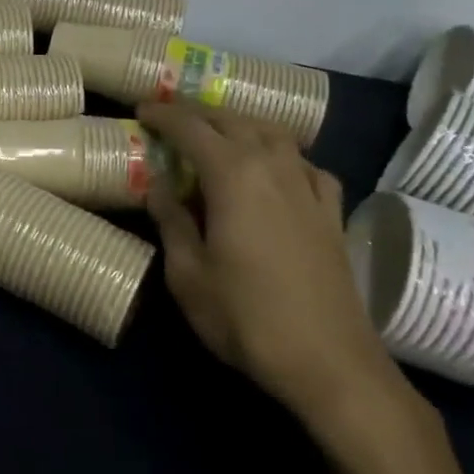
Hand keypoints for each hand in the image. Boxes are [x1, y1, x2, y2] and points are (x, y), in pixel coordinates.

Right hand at [138, 100, 412, 443]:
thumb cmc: (246, 318)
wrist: (330, 363)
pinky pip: (307, 165)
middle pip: (233, 121)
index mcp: (233, 175)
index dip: (163, 114)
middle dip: (198, 112)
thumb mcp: (187, 274)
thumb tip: (159, 186)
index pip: (191, 127)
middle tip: (171, 117)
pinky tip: (278, 171)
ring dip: (241, 124)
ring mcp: (308, 188)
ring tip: (220, 133)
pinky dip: (284, 155)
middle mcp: (273, 167)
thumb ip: (171, 221)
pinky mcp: (331, 214)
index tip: (141, 109)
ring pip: (274, 134)